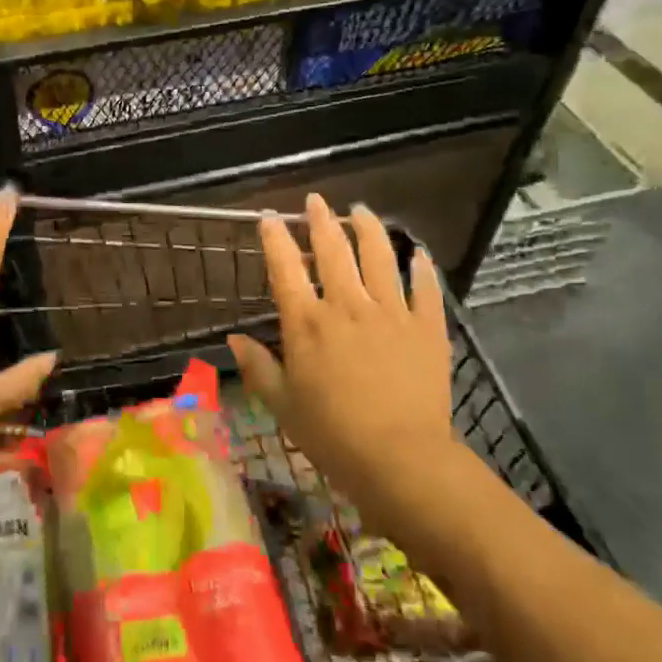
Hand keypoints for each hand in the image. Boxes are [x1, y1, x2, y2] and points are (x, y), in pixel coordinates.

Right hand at [227, 196, 454, 506]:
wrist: (401, 459)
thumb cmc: (333, 435)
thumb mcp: (283, 405)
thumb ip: (258, 368)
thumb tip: (234, 339)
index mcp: (307, 324)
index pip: (285, 268)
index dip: (275, 238)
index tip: (269, 218)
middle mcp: (347, 306)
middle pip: (333, 250)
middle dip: (322, 220)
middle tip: (316, 201)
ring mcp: (391, 313)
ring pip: (379, 257)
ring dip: (369, 229)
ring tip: (362, 210)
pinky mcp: (427, 327)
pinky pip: (425, 288)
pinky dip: (421, 268)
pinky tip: (418, 253)